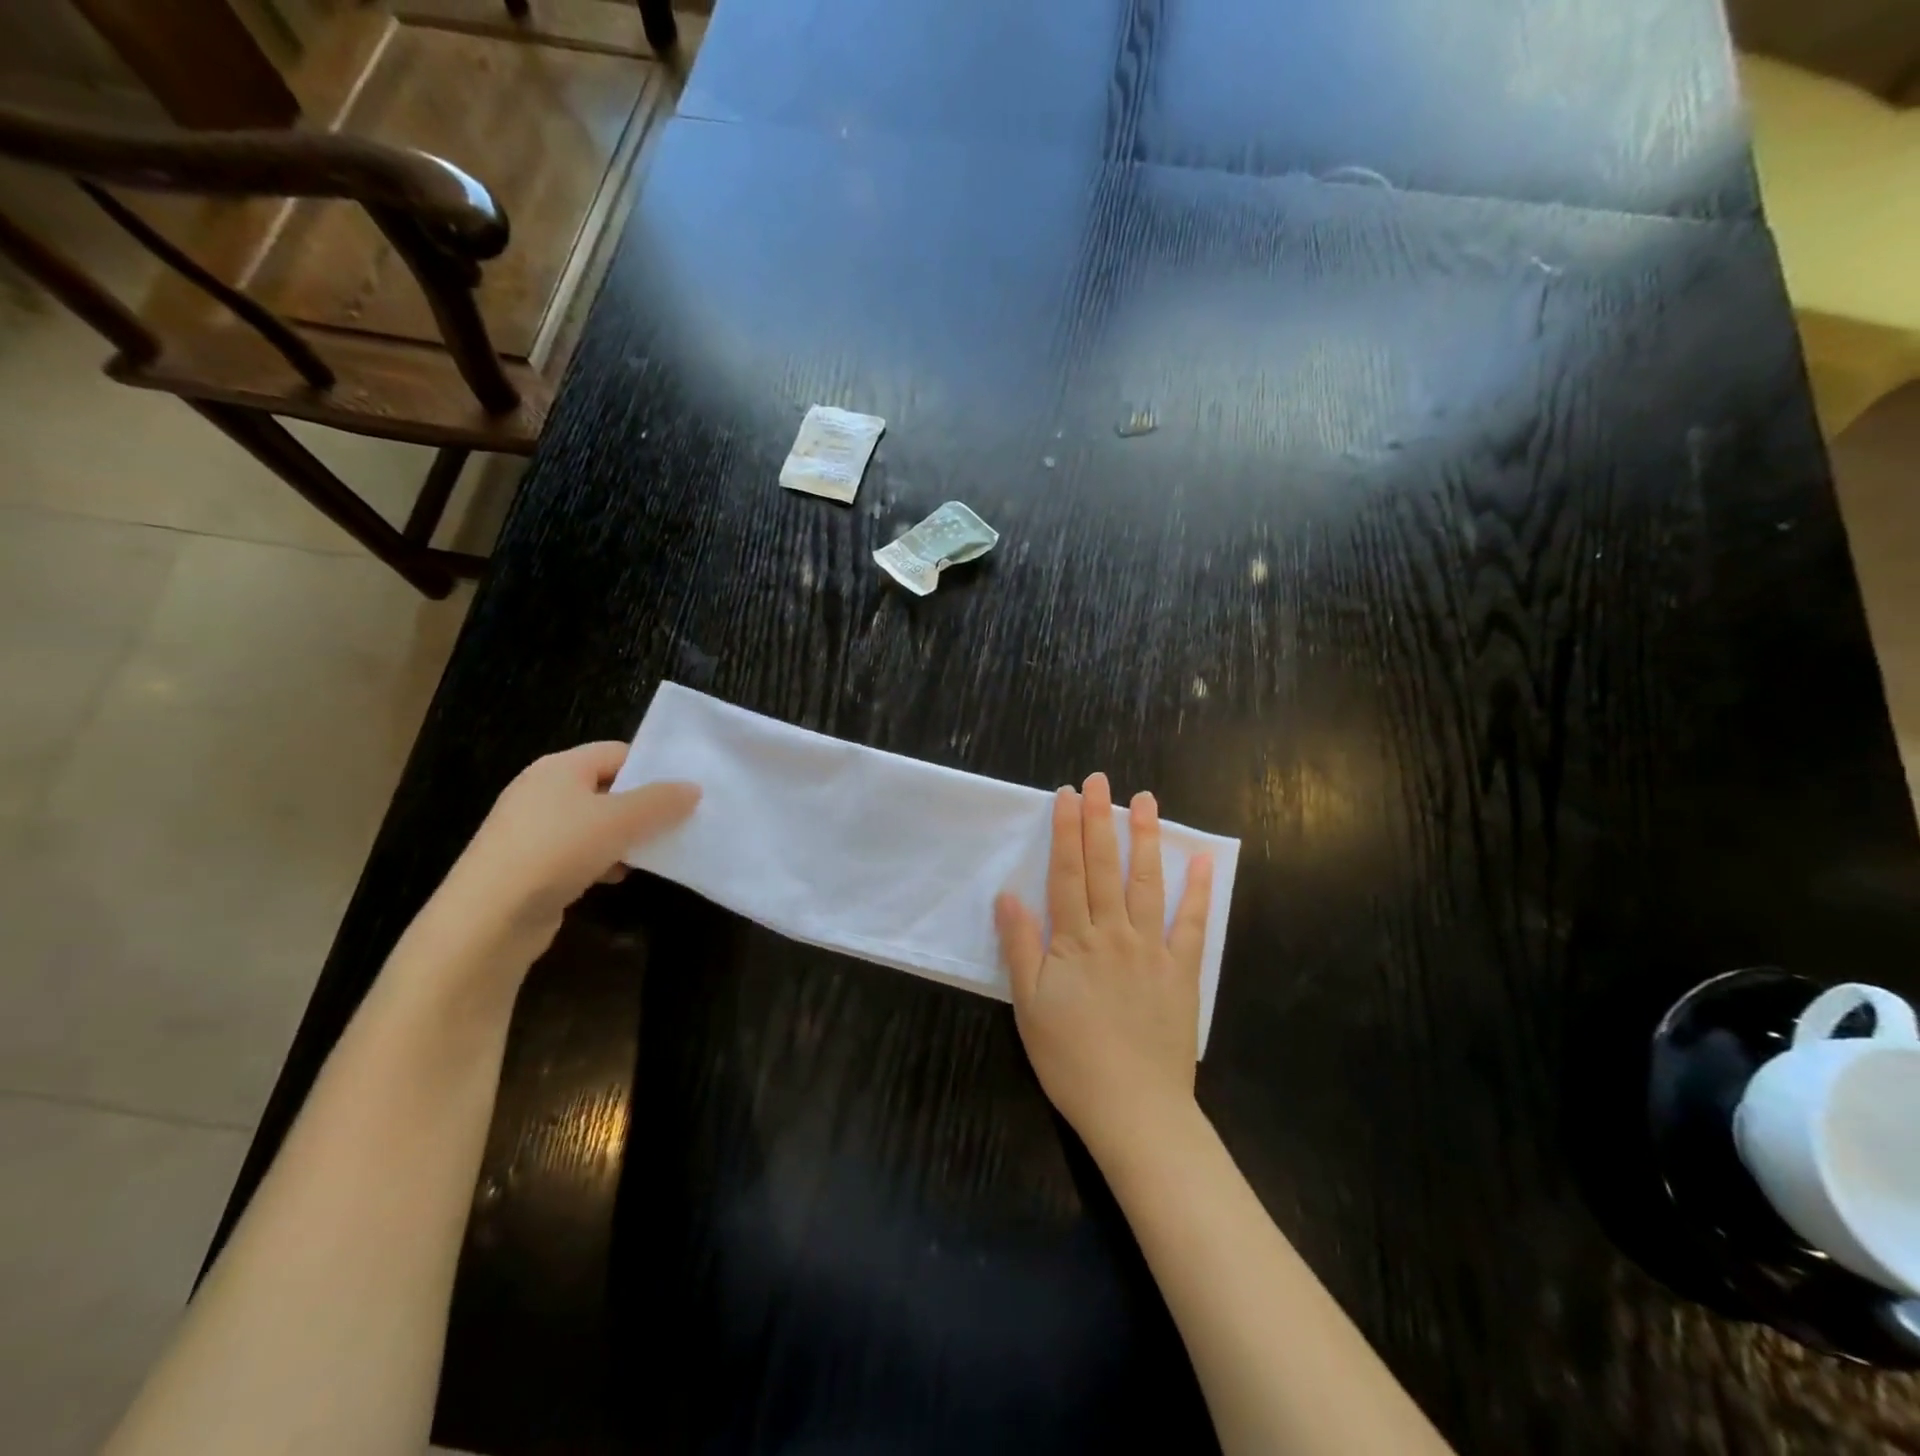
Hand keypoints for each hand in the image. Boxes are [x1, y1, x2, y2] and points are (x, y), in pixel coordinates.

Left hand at [423, 741, 699, 962]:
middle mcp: (542, 790)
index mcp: (559, 767)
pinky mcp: (530, 864)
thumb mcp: (619, 820)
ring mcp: (532, 829)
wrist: (488, 919)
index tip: (684, 790)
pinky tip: (617, 877)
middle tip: (678, 821)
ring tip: (653, 853)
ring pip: (595, 823)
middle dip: (643, 805)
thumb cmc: (556, 851)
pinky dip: (602, 860)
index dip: (652, 767)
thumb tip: (694, 788)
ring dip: (625, 837)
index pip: (617, 752)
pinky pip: (578, 852)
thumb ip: (660, 801)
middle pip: (607, 787)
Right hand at [995, 772, 1213, 1157]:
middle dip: (1099, 819)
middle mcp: (1113, 933)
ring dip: (1144, 839)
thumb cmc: (1071, 1059)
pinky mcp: (1181, 970)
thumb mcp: (1029, 1006)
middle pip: (1103, 866)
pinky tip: (1202, 859)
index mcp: (1074, 940)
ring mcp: (1152, 949)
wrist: (1134, 1108)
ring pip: (1146, 882)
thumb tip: (1008, 895)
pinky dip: (1198, 890)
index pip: (1067, 873)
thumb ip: (1021, 947)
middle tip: (1101, 780)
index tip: (1068, 795)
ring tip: (1145, 801)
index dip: (1065, 831)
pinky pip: (1191, 923)